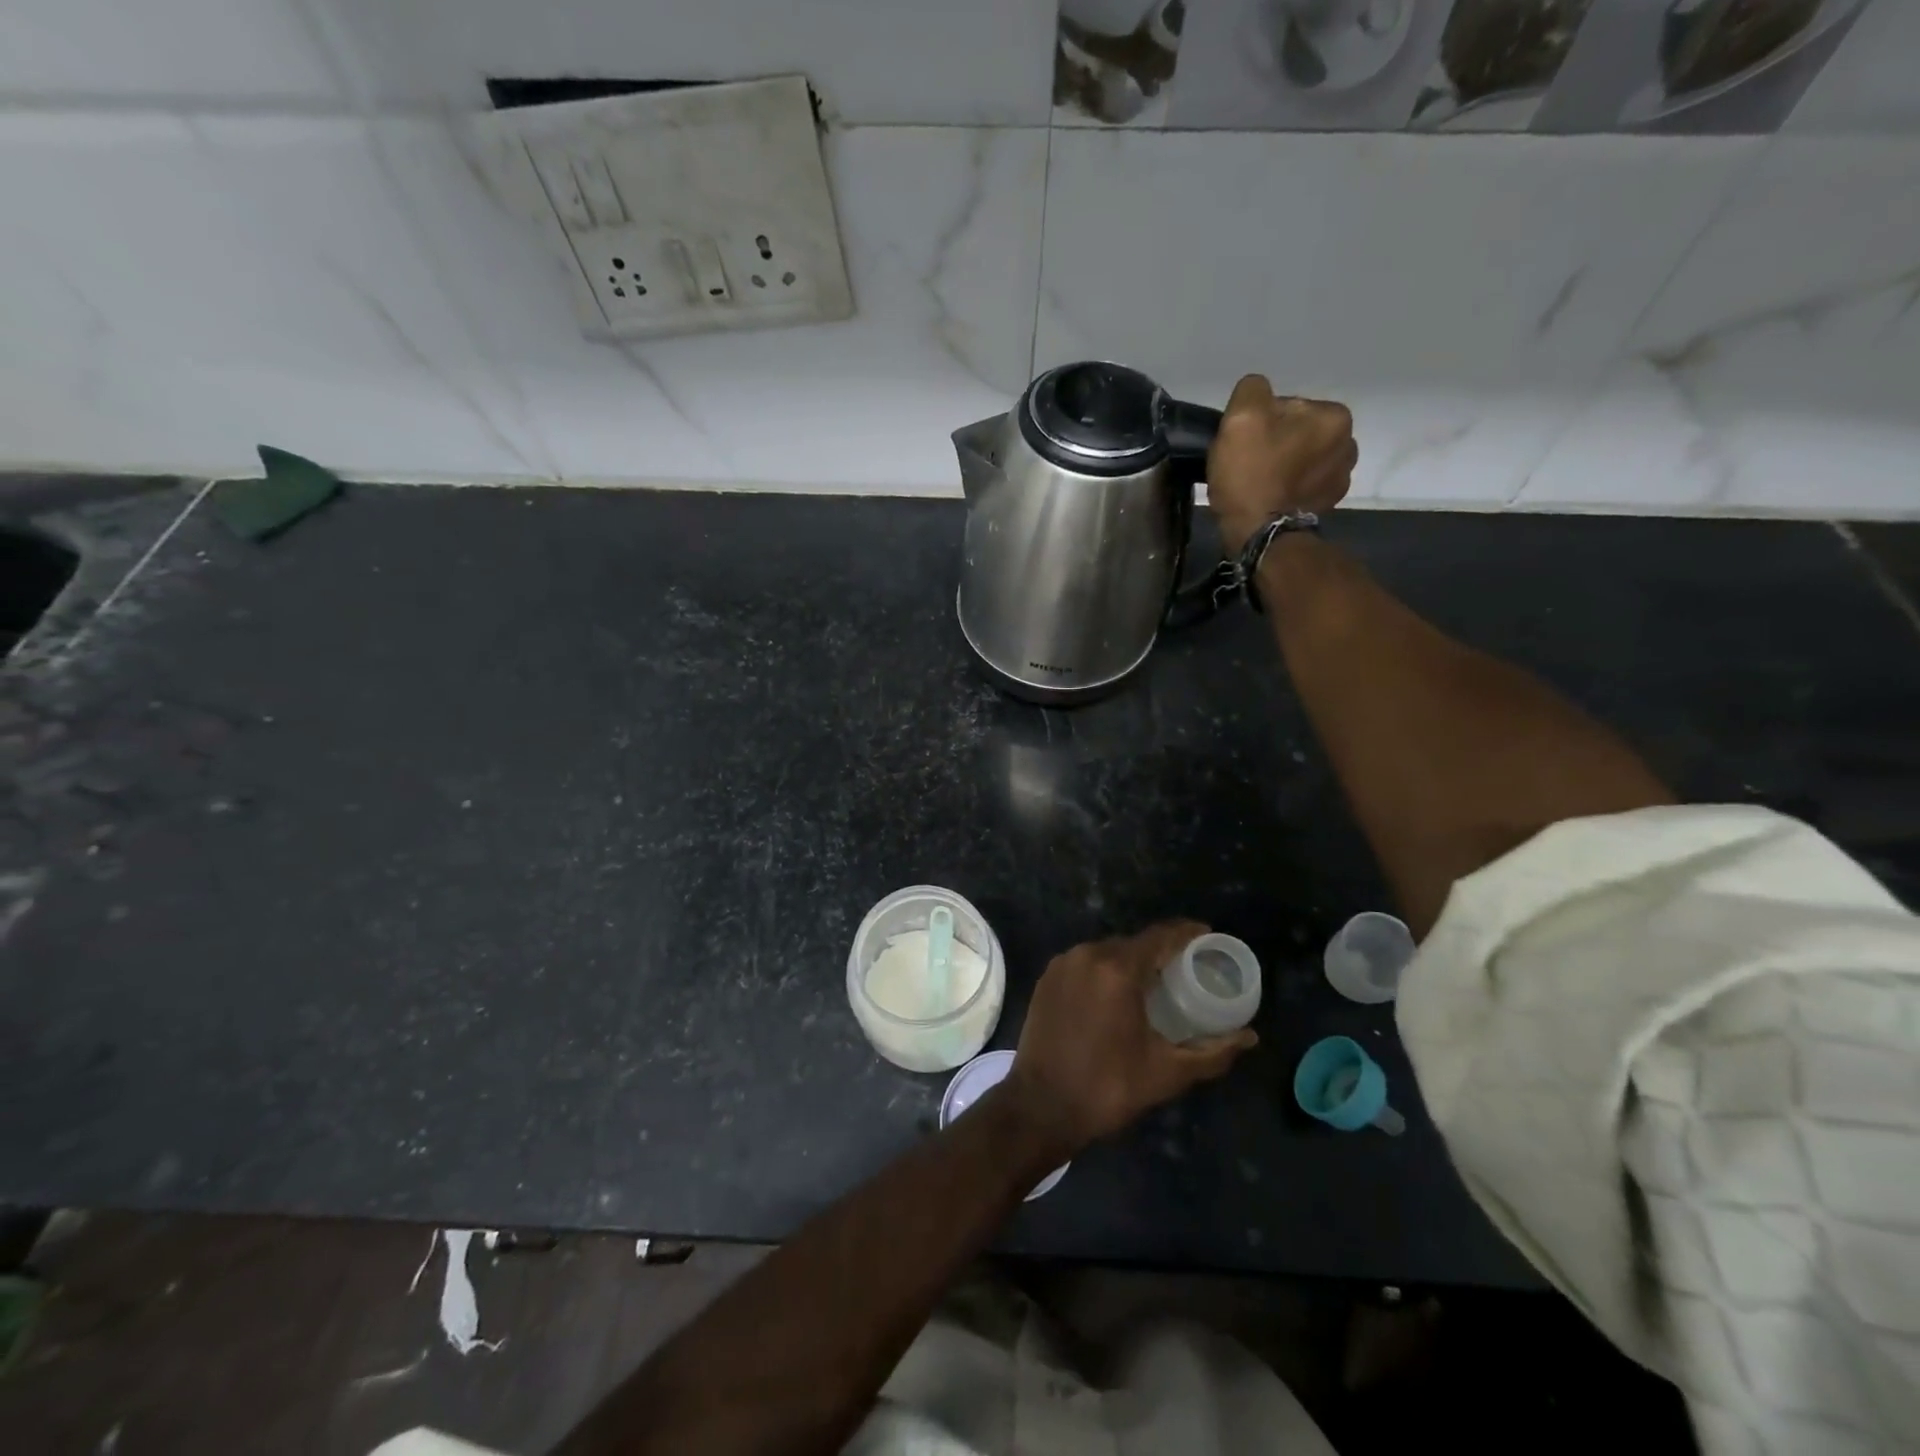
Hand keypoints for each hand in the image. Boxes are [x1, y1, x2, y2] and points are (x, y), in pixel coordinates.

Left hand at [1003, 921, 1257, 1157]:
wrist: (1039, 1107)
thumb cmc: (1107, 1088)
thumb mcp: (1167, 1072)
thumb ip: (1213, 1052)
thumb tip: (1250, 1037)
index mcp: (1117, 969)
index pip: (1160, 935)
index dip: (1187, 933)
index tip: (1208, 937)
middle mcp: (1086, 955)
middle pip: (1133, 942)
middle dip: (1160, 951)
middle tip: (1185, 969)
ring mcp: (1062, 964)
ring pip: (1107, 951)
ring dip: (1131, 961)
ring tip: (1154, 983)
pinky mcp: (1046, 978)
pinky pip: (1084, 963)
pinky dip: (1104, 971)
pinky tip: (1116, 993)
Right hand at [1207, 375, 1356, 553]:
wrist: (1259, 535)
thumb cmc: (1252, 474)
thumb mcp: (1241, 417)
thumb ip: (1252, 389)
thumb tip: (1258, 393)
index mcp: (1335, 416)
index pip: (1287, 406)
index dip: (1259, 423)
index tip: (1244, 445)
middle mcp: (1348, 443)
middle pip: (1297, 432)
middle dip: (1274, 444)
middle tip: (1248, 465)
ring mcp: (1341, 478)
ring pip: (1300, 458)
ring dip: (1281, 465)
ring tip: (1258, 484)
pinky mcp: (1328, 505)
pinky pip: (1303, 484)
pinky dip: (1287, 488)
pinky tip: (1270, 498)